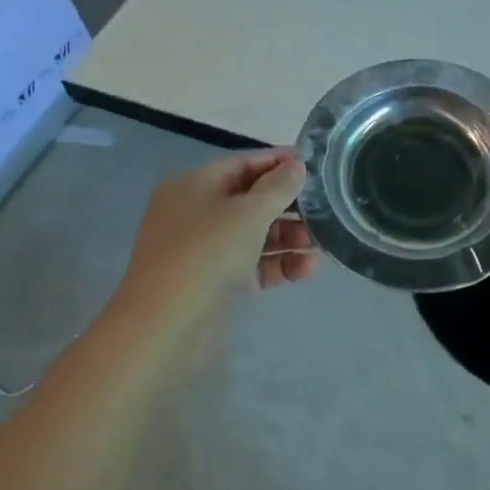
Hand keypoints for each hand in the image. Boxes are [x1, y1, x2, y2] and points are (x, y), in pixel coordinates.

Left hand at [116, 148, 315, 322]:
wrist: (165, 328)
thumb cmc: (206, 253)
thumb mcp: (248, 213)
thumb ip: (278, 187)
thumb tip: (296, 166)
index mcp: (194, 184)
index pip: (243, 163)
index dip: (279, 162)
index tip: (315, 165)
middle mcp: (194, 212)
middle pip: (250, 199)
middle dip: (288, 205)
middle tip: (324, 209)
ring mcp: (202, 250)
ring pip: (252, 234)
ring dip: (287, 237)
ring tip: (320, 244)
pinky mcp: (212, 283)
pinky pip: (250, 264)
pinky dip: (276, 264)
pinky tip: (306, 269)